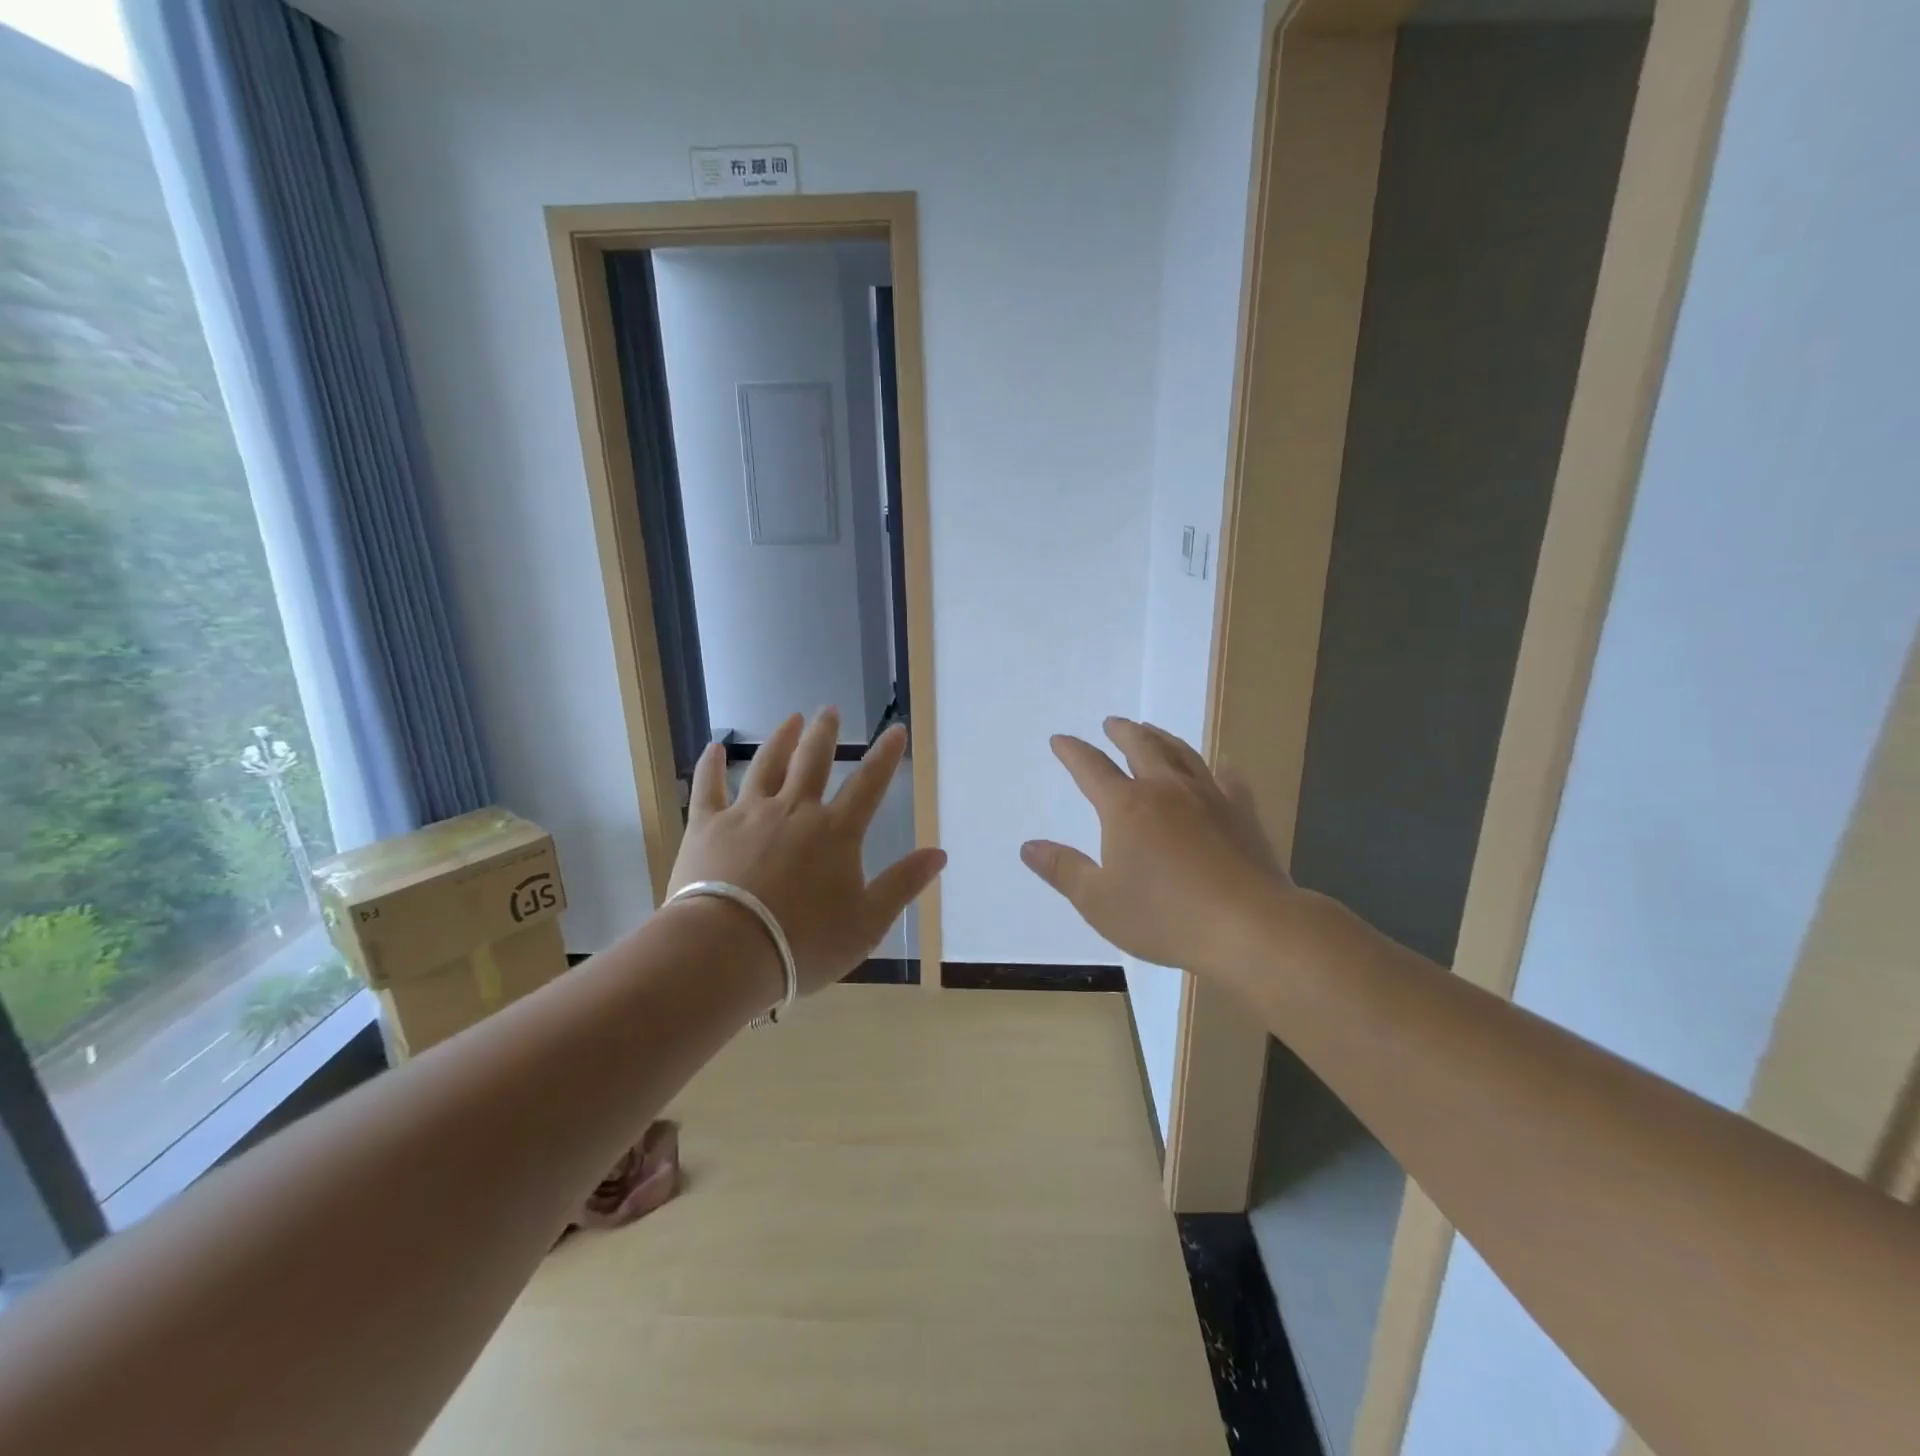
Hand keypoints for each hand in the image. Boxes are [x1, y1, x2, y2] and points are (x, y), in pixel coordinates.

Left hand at [668, 709, 945, 996]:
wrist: (727, 951)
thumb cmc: (803, 943)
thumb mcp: (867, 923)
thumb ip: (903, 884)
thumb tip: (940, 853)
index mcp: (836, 832)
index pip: (869, 784)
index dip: (885, 755)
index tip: (895, 729)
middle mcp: (794, 811)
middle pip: (812, 761)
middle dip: (825, 733)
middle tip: (830, 709)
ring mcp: (747, 814)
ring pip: (767, 765)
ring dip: (781, 739)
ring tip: (791, 719)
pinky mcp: (707, 826)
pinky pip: (709, 787)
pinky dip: (711, 765)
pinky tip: (713, 748)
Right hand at [1020, 717, 1294, 979]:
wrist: (1248, 926)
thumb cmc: (1164, 916)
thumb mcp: (1098, 901)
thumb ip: (1063, 870)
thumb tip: (1028, 846)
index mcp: (1126, 807)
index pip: (1091, 768)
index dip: (1072, 752)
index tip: (1060, 740)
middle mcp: (1165, 790)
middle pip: (1141, 747)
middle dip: (1122, 732)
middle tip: (1113, 722)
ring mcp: (1209, 797)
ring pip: (1182, 754)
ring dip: (1162, 738)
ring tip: (1152, 731)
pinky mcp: (1242, 814)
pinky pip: (1230, 780)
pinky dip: (1222, 767)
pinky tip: (1223, 765)